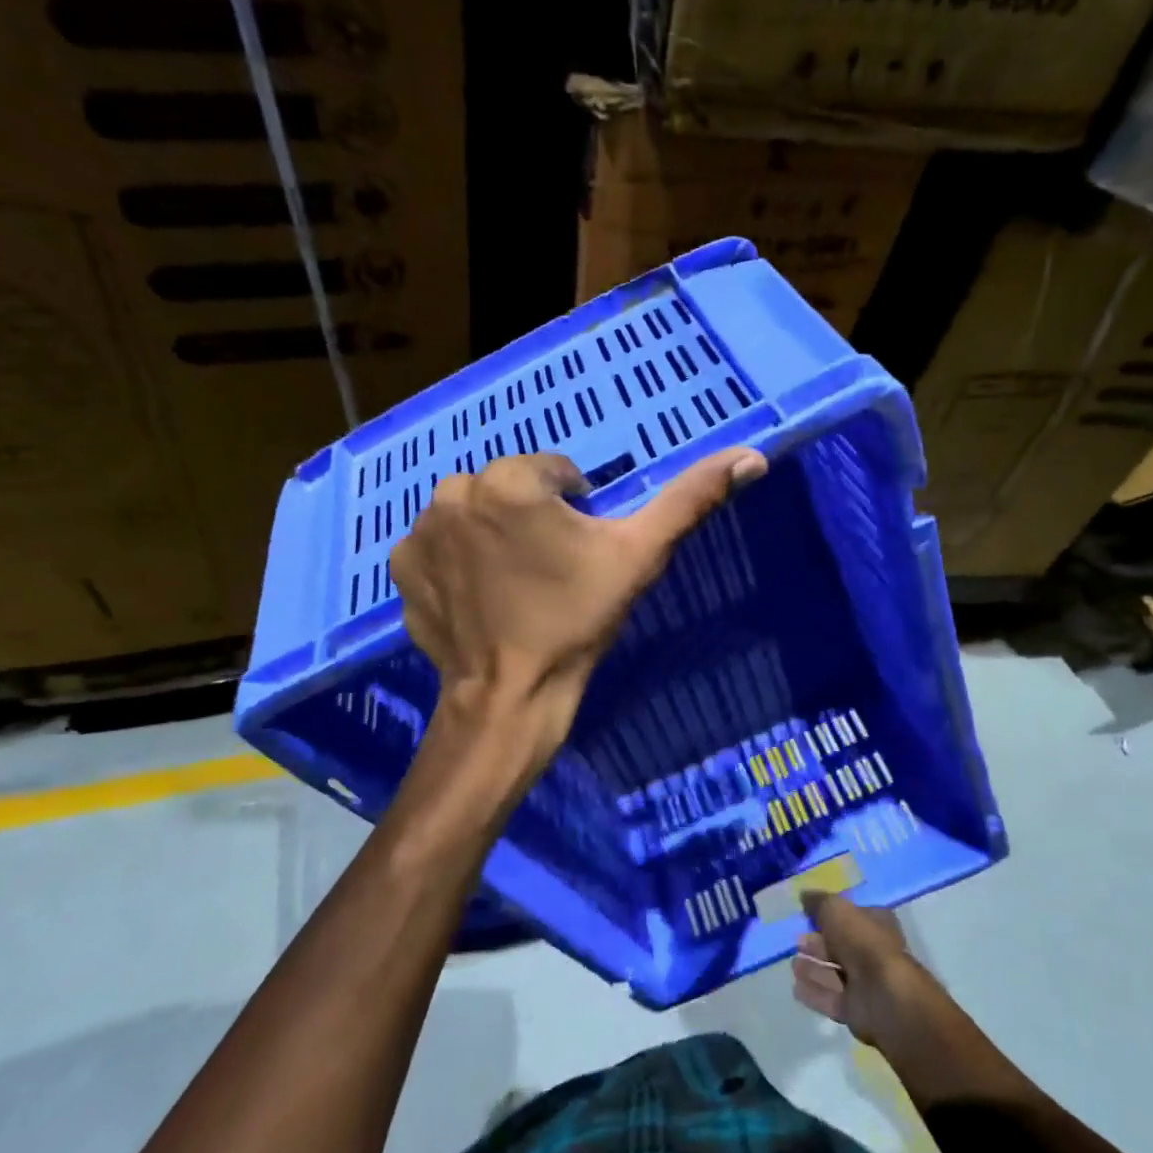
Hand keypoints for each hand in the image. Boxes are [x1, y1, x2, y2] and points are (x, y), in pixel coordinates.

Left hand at [388, 447, 765, 756]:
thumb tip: (751, 455)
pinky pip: (439, 545)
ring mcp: (420, 531)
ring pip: (473, 513)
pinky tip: (479, 597)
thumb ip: (690, 500)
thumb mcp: (639, 556)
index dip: (572, 509)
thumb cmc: (576, 620)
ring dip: (493, 535)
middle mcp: (453, 492)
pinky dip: (458, 561)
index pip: (552, 472)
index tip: (576, 553)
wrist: (510, 696)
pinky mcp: (401, 567)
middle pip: (509, 490)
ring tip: (513, 585)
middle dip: (530, 518)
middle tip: (547, 572)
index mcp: (509, 481)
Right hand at [795, 891, 1036, 1109]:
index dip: (830, 915)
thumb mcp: (837, 910)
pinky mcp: (858, 1012)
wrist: (886, 998)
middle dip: (819, 944)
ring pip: (835, 973)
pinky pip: (831, 999)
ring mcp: (866, 985)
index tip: (807, 915)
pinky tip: (796, 987)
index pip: (852, 916)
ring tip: (793, 964)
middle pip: (842, 946)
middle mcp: (873, 953)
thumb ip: (819, 902)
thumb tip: (805, 895)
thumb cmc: (864, 943)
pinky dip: (814, 993)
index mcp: (877, 925)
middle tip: (797, 941)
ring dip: (814, 969)